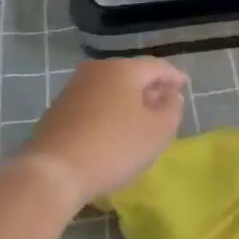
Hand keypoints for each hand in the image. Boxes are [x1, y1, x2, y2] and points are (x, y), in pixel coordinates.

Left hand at [18, 57, 187, 209]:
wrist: (53, 172)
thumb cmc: (114, 147)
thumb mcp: (157, 132)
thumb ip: (172, 109)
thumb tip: (170, 95)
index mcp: (123, 69)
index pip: (157, 66)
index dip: (174, 77)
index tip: (185, 87)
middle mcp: (97, 70)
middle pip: (131, 74)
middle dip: (150, 88)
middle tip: (164, 105)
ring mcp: (73, 88)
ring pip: (111, 88)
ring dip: (128, 101)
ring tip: (140, 120)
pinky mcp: (58, 109)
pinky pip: (94, 103)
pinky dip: (108, 111)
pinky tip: (112, 130)